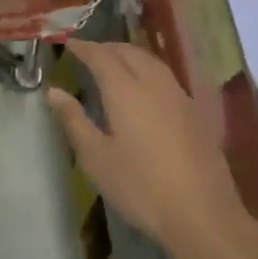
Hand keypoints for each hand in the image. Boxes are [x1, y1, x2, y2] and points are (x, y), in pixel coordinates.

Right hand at [47, 39, 246, 258]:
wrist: (203, 215)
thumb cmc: (141, 187)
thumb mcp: (96, 158)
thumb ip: (74, 120)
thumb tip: (54, 91)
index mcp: (126, 90)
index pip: (101, 56)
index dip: (84, 47)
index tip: (69, 43)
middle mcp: (154, 83)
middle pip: (129, 52)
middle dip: (107, 47)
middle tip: (88, 53)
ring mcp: (179, 96)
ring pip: (150, 61)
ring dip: (129, 55)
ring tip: (114, 64)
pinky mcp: (195, 112)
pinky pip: (165, 76)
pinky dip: (147, 69)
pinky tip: (144, 87)